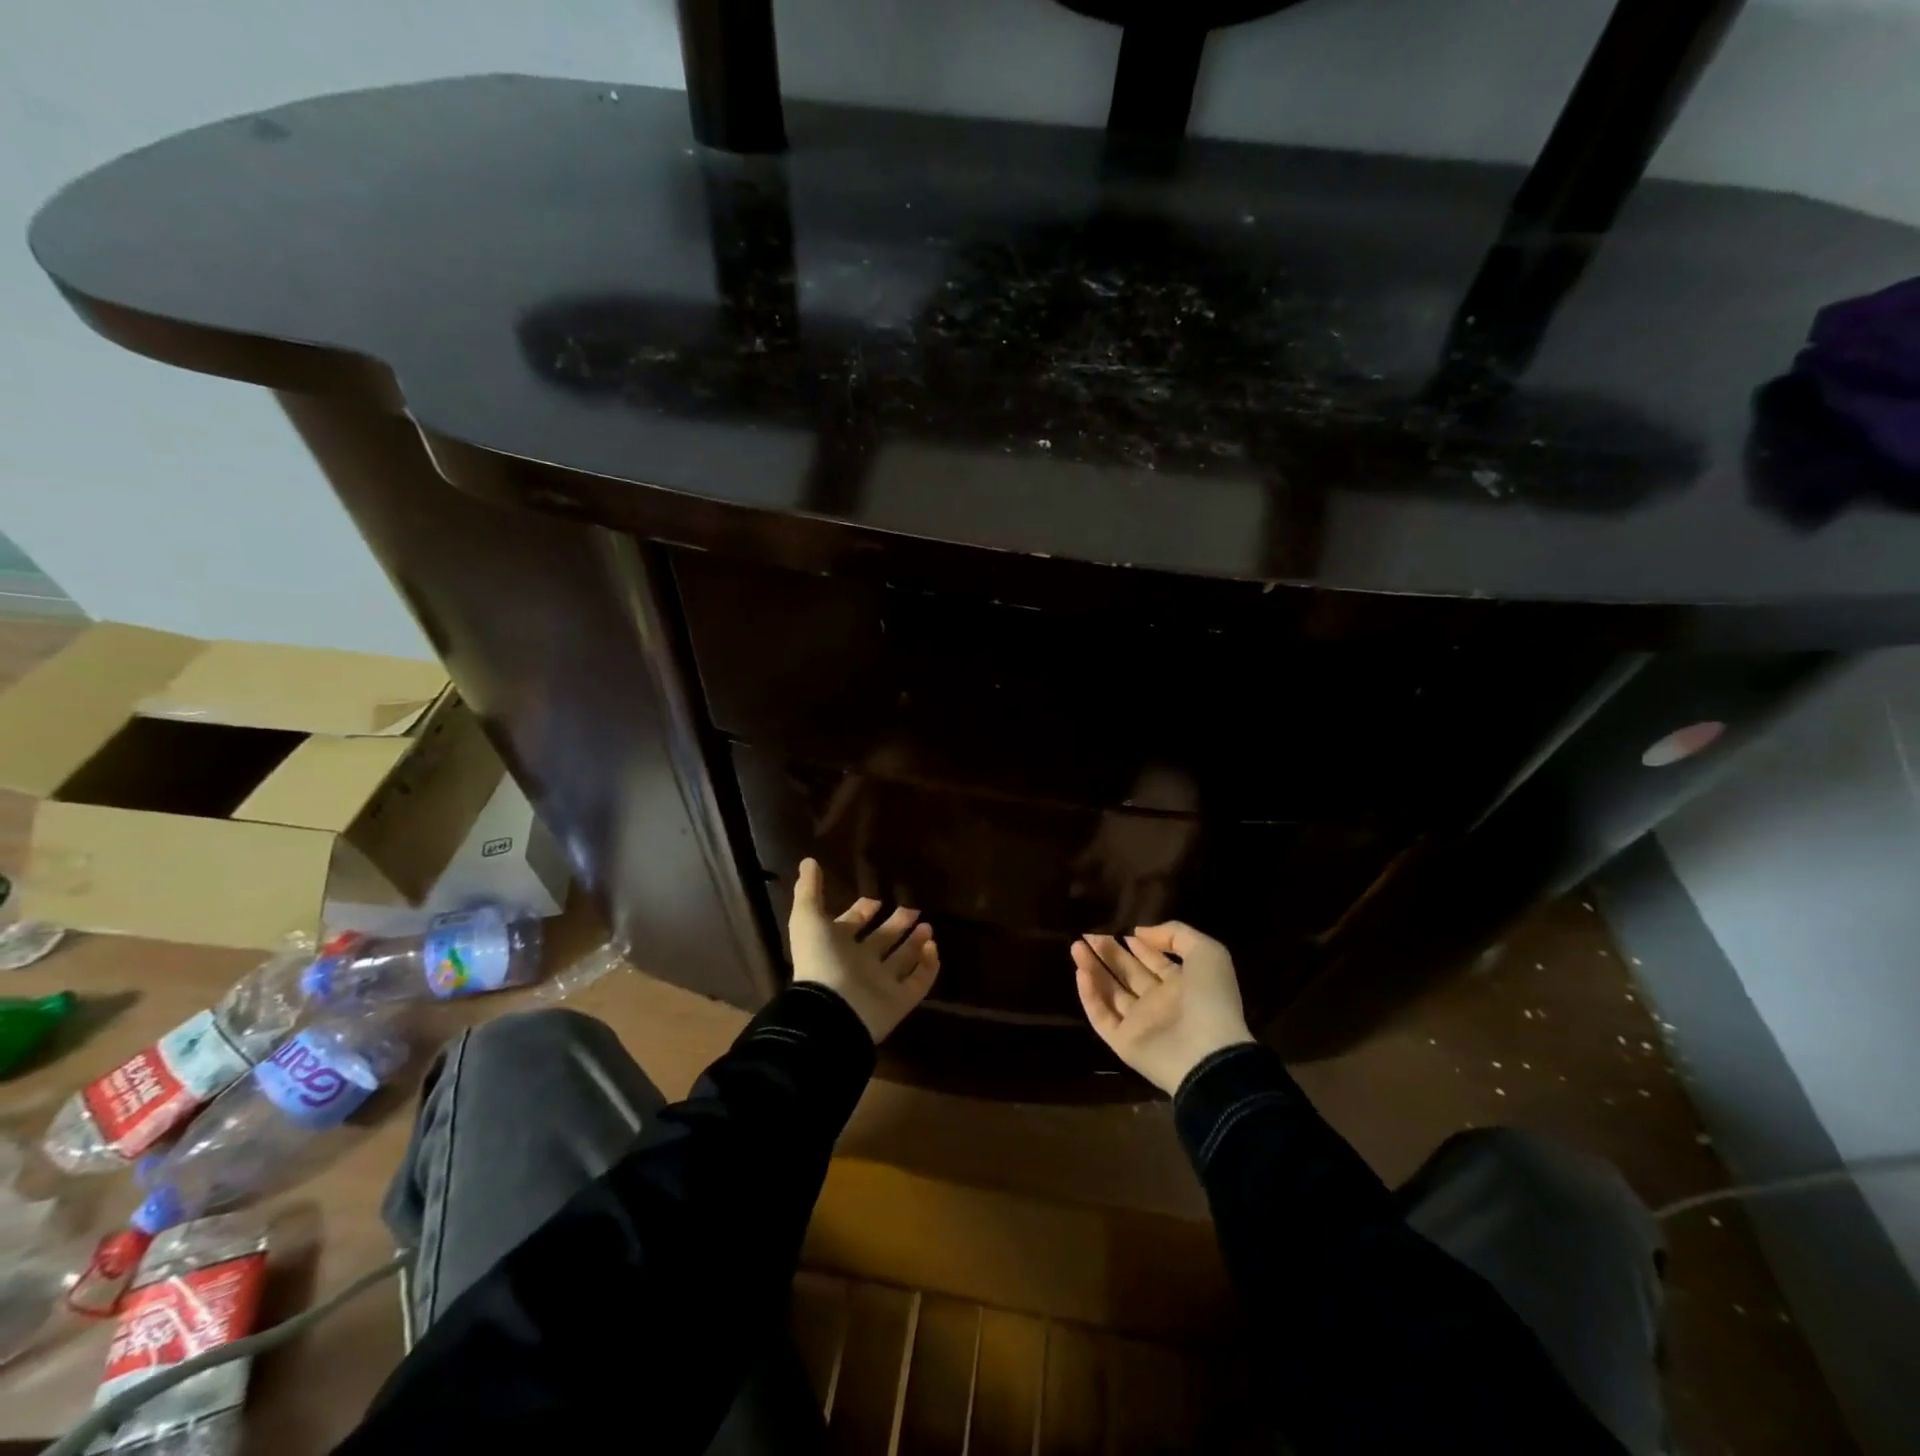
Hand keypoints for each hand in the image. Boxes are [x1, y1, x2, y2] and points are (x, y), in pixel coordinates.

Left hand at [789, 858, 939, 1042]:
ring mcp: (881, 984)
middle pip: (881, 941)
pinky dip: (928, 966)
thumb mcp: (809, 918)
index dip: (863, 911)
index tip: (876, 899)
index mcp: (837, 946)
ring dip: (915, 943)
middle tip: (912, 909)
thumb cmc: (821, 959)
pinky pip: (919, 982)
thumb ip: (809, 890)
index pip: (852, 926)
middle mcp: (860, 964)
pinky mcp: (900, 1000)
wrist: (833, 1009)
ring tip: (928, 926)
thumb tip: (808, 861)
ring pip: (902, 960)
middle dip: (896, 924)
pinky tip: (934, 946)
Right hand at [1072, 922, 1254, 1094]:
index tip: (1119, 930)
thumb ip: (1176, 935)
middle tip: (1087, 935)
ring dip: (1093, 969)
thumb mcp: (1207, 953)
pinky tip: (1080, 973)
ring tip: (1076, 946)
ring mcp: (1140, 1024)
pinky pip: (1102, 1016)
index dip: (1139, 945)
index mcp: (1182, 985)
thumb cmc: (1210, 999)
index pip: (1155, 961)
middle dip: (1109, 953)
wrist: (1207, 1053)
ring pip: (1110, 992)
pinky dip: (1089, 996)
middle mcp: (1160, 1003)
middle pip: (1128, 973)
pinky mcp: (1123, 1042)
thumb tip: (1138, 933)